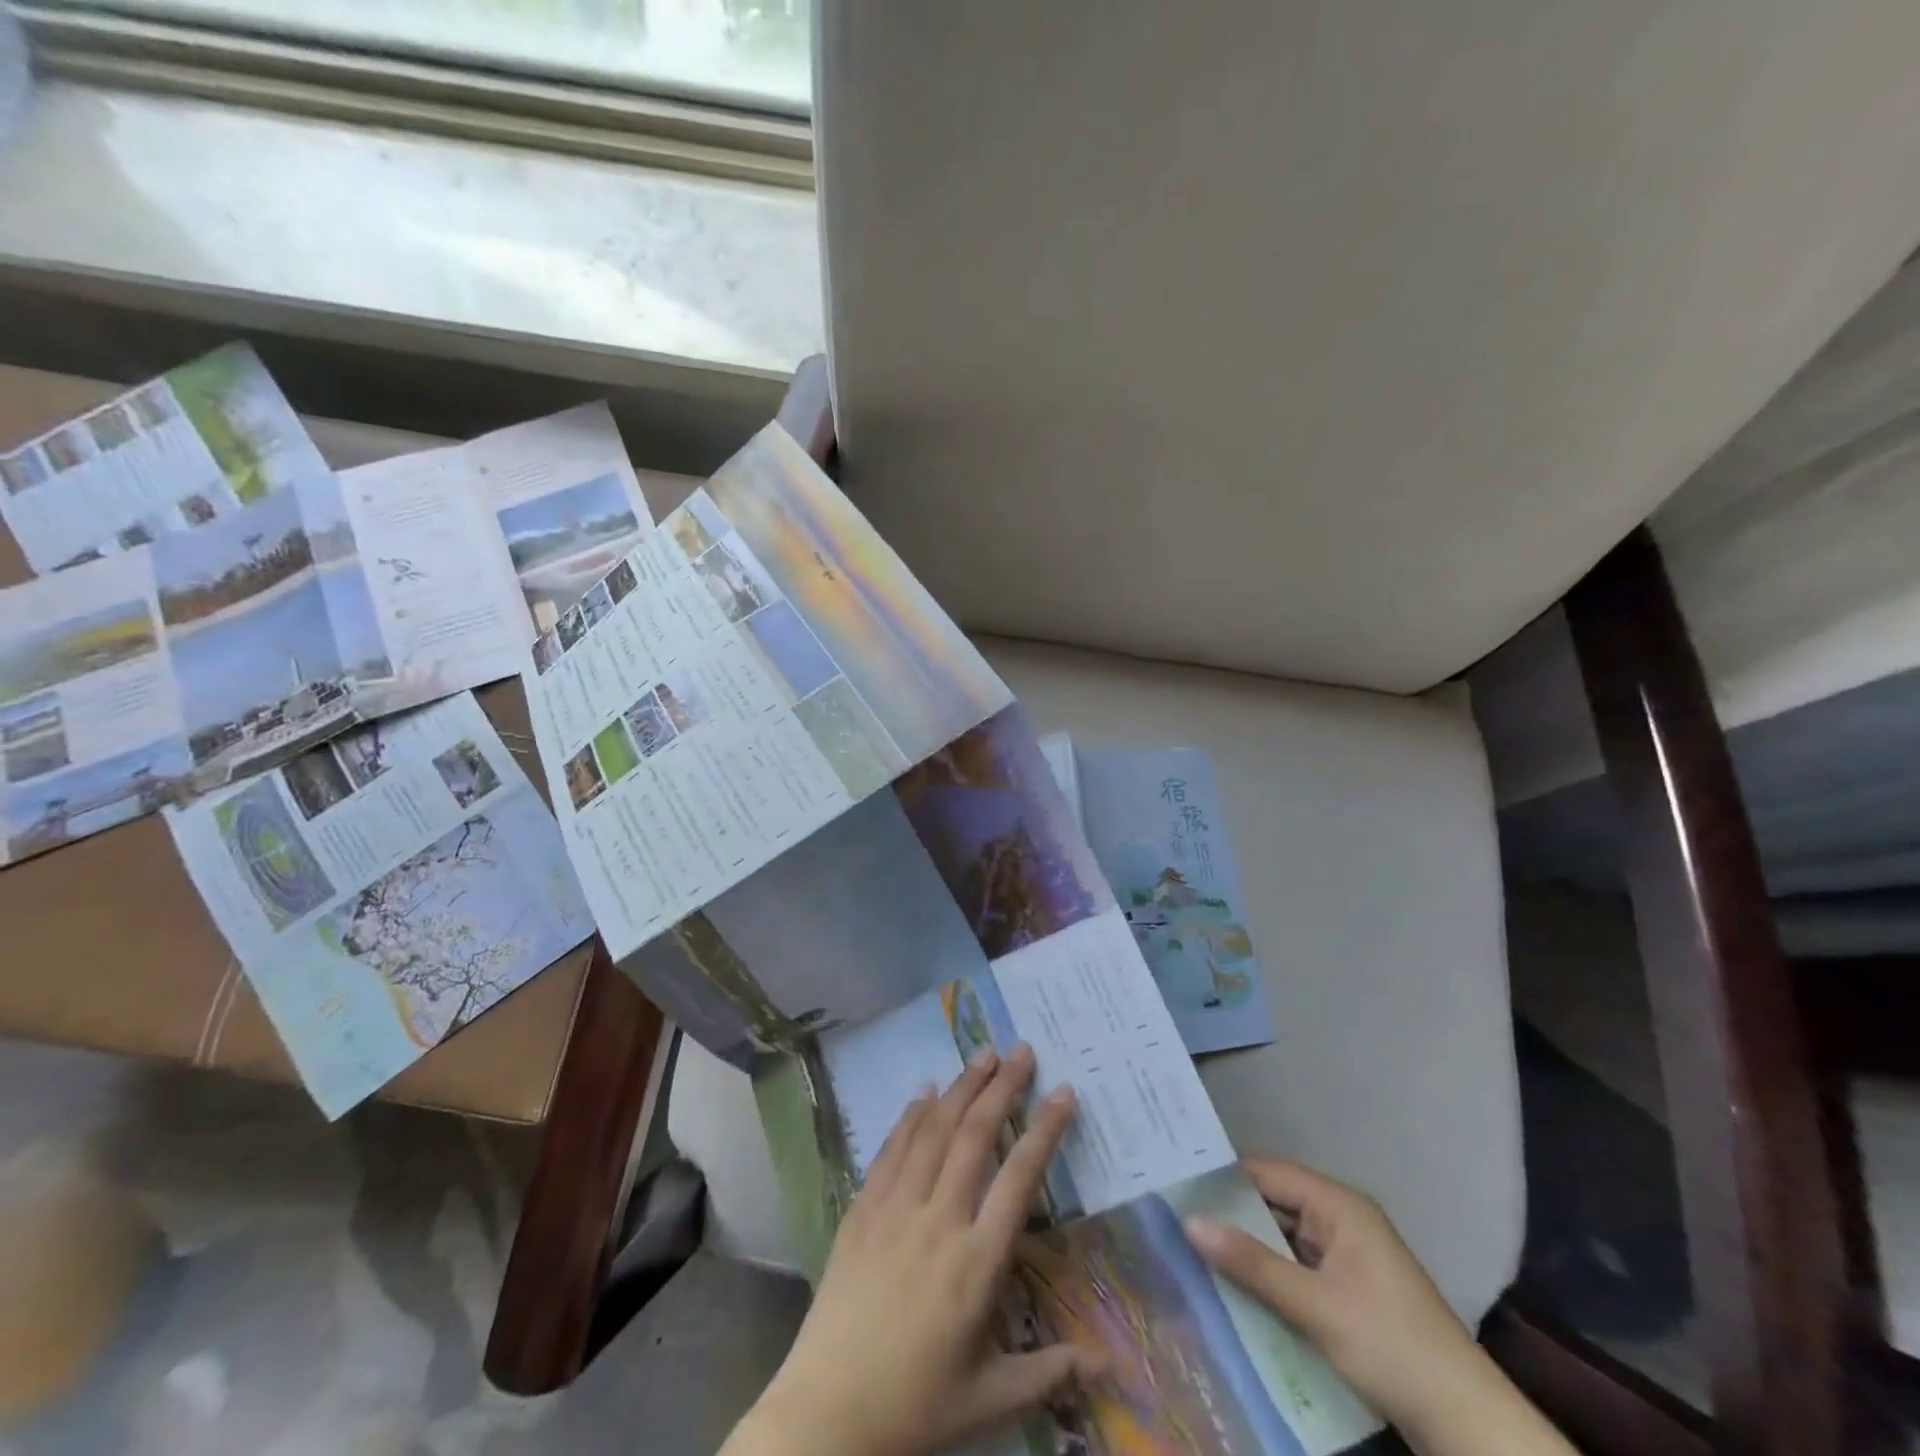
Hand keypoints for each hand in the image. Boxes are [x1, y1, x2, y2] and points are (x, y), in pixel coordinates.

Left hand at [726, 1044, 1102, 1455]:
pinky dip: (910, 1117)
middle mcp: (939, 1221)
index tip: (1063, 1092)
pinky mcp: (862, 1210)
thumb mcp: (990, 1398)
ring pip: (933, 1132)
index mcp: (977, 1263)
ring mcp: (895, 1210)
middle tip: (1022, 1050)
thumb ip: (1050, 1371)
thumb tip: (1111, 1366)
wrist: (827, 1414)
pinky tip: (924, 1092)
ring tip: (982, 1055)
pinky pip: (890, 1151)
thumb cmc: (916, 1406)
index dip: (1044, 1130)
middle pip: (976, 1137)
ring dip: (960, 1088)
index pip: (1020, 1178)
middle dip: (1002, 1088)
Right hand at [1186, 1160, 1576, 1455]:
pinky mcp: (1350, 1290)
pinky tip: (1235, 1287)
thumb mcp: (1314, 1306)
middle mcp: (1342, 1219)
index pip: (1267, 1173)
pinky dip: (1269, 1274)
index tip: (1177, 1182)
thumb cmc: (1390, 1345)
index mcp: (1339, 1205)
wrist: (1467, 1423)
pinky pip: (1297, 1267)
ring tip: (1193, 1248)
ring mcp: (1348, 1256)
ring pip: (1283, 1238)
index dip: (1223, 1176)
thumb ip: (1251, 1264)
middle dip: (1229, 1213)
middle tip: (1176, 1216)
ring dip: (1248, 1247)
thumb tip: (1189, 1222)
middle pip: (1273, 1203)